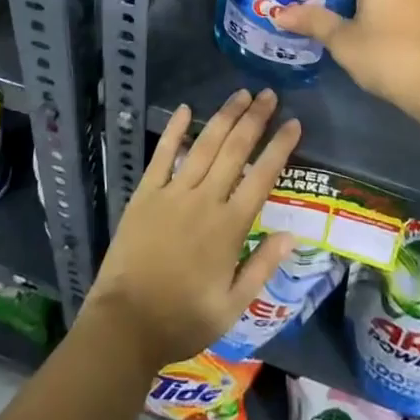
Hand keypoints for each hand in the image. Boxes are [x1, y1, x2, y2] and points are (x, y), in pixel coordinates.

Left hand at [82, 88, 300, 369]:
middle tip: (269, 94)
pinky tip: (185, 109)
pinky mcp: (146, 194)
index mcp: (229, 228)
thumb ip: (262, 267)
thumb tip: (291, 235)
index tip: (294, 123)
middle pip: (235, 151)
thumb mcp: (232, 307)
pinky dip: (174, 131)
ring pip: (204, 145)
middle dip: (254, 119)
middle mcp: (204, 201)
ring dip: (224, 117)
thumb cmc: (183, 320)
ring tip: (240, 94)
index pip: (261, 177)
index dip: (280, 147)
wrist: (125, 325)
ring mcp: (173, 193)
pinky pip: (162, 155)